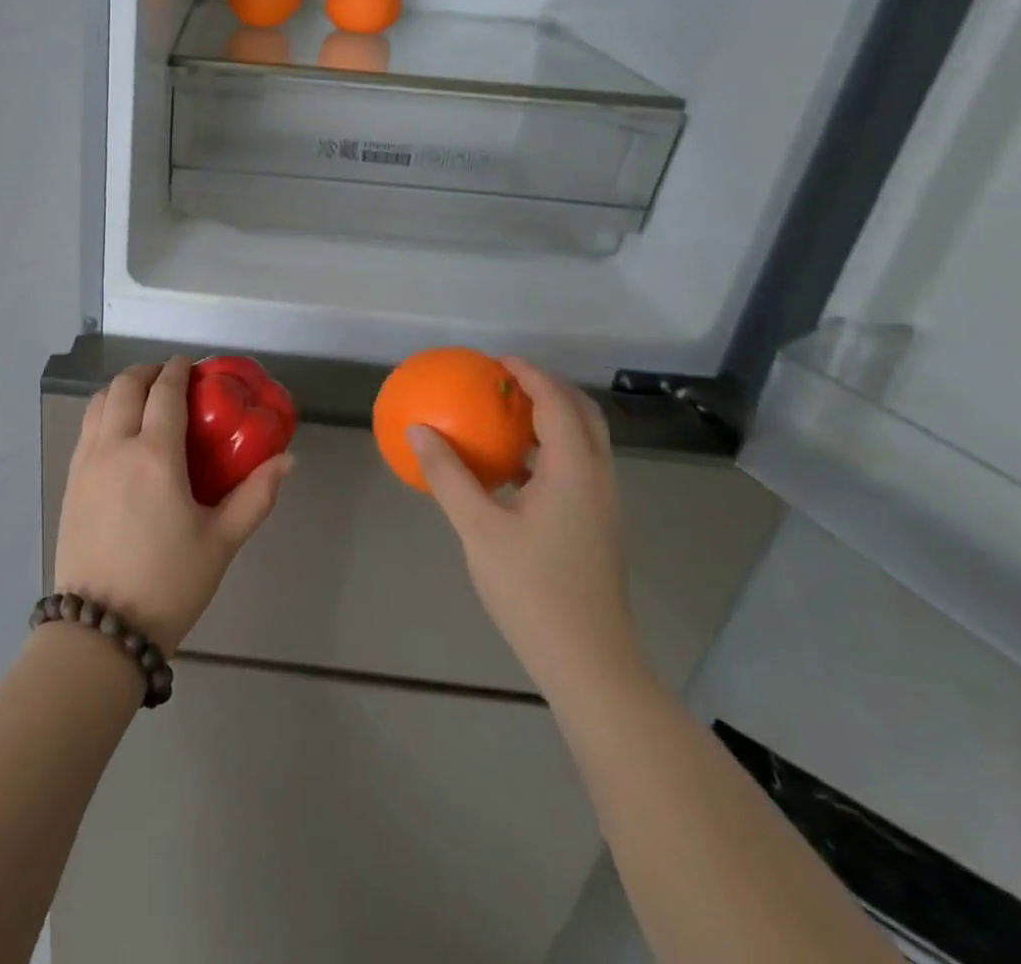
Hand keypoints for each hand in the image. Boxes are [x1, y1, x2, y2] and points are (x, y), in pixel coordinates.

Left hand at [54, 358, 293, 651]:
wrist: (101, 629)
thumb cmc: (168, 583)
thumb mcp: (221, 542)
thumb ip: (256, 496)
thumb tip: (288, 460)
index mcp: (154, 456)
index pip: (164, 392)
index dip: (178, 370)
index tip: (191, 365)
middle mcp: (114, 447)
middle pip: (125, 386)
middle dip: (148, 372)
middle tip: (170, 380)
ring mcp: (86, 463)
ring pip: (99, 403)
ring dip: (122, 389)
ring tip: (144, 400)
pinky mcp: (70, 482)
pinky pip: (86, 428)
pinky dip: (104, 413)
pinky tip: (120, 434)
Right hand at [410, 358, 647, 700]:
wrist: (588, 661)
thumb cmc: (532, 589)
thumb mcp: (479, 528)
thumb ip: (448, 475)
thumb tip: (418, 430)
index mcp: (575, 471)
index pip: (557, 403)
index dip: (530, 374)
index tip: (496, 360)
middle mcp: (598, 479)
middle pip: (583, 415)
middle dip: (549, 389)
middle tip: (506, 381)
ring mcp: (602, 505)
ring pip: (584, 443)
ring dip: (552, 419)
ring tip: (507, 415)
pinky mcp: (596, 527)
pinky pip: (576, 469)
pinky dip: (548, 451)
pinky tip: (512, 469)